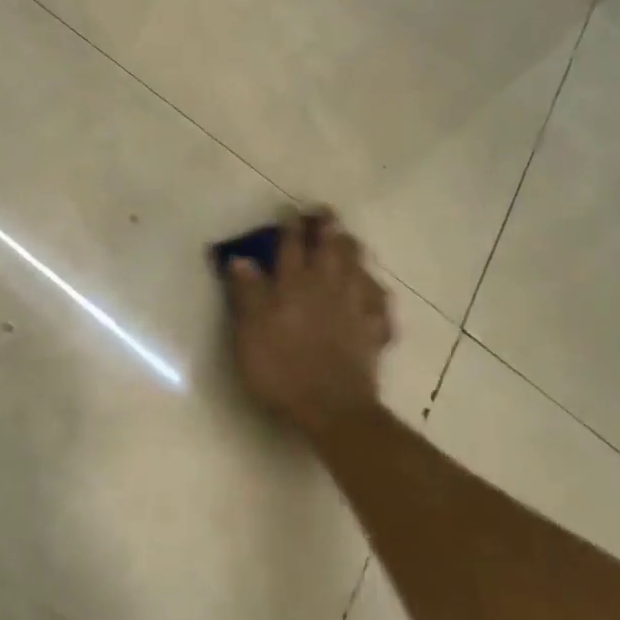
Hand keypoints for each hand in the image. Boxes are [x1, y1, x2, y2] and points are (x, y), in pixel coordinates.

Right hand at [227, 211, 394, 439]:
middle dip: (327, 227)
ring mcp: (355, 308)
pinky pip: (380, 302)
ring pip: (358, 268)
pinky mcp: (373, 330)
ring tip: (349, 239)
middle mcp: (327, 287)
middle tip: (324, 212)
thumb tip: (240, 260)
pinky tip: (375, 289)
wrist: (331, 408)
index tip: (289, 210)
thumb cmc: (281, 369)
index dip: (290, 226)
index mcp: (293, 285)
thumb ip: (246, 294)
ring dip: (352, 249)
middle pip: (331, 248)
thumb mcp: (249, 332)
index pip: (291, 246)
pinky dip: (377, 290)